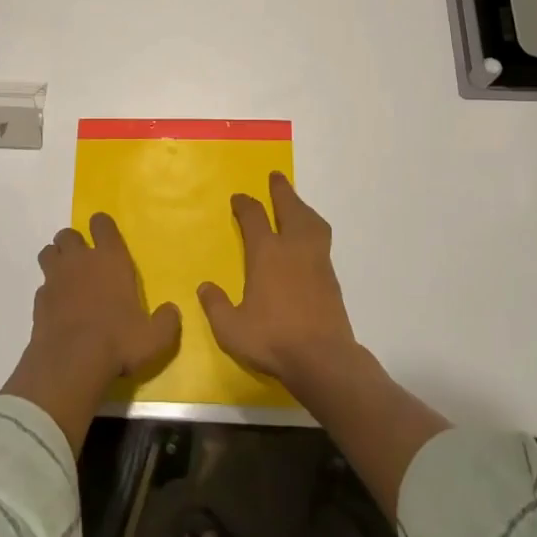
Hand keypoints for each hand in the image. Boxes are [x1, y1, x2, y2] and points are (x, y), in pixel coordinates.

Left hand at [2, 214, 180, 449]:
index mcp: (111, 259)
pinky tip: (57, 307)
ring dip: (56, 259)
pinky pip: (42, 285)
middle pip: (68, 234)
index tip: (105, 237)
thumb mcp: (155, 338)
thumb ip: (166, 321)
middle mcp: (80, 261)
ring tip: (67, 277)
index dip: (102, 226)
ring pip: (49, 252)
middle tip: (84, 262)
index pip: (102, 224)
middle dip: (74, 243)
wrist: (71, 363)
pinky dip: (48, 291)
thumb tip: (171, 311)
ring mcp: (55, 278)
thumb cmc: (118, 342)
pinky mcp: (38, 300)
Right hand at [198, 172, 357, 391]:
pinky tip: (308, 239)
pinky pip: (321, 239)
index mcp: (266, 253)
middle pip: (289, 208)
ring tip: (296, 203)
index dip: (245, 204)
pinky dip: (313, 228)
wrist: (323, 359)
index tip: (238, 198)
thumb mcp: (231, 328)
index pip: (254, 217)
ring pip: (311, 221)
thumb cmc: (272, 340)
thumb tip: (205, 286)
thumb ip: (216, 305)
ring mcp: (316, 260)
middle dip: (281, 191)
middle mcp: (293, 248)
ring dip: (302, 207)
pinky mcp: (331, 277)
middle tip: (276, 177)